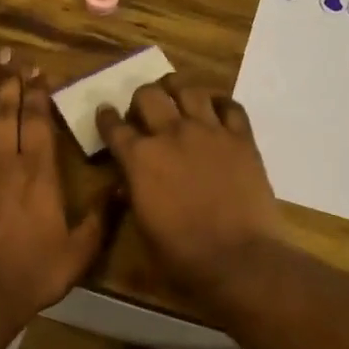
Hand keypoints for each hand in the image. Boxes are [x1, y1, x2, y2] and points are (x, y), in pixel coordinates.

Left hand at [0, 50, 106, 324]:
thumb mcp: (80, 250)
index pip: (38, 121)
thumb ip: (101, 218)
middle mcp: (5, 163)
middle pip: (6, 112)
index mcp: (39, 173)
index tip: (35, 69)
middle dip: (7, 81)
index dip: (37, 93)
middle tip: (5, 54)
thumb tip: (122, 187)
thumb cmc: (35, 271)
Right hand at [95, 77, 283, 304]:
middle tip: (144, 111)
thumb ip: (133, 194)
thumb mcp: (142, 227)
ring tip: (177, 97)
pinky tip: (215, 111)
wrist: (238, 259)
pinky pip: (230, 105)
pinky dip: (219, 104)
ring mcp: (209, 132)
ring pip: (188, 89)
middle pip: (148, 95)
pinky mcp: (242, 138)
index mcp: (139, 159)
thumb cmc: (181, 255)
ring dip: (177, 90)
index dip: (106, 117)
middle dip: (141, 99)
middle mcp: (171, 134)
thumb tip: (128, 181)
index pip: (114, 125)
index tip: (105, 113)